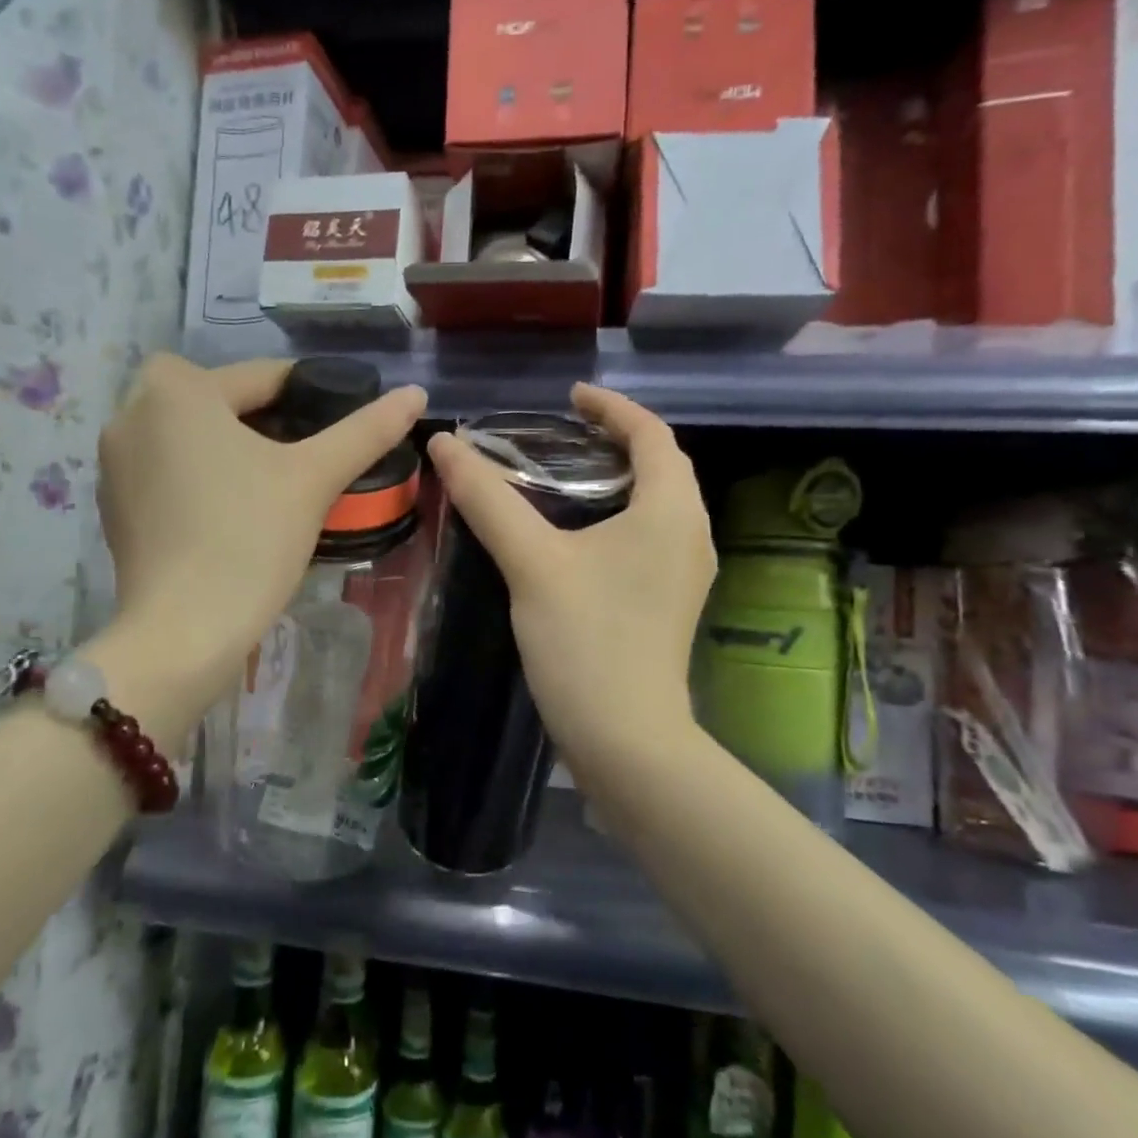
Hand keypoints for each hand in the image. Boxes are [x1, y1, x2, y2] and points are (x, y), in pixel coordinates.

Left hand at [93, 355, 425, 713]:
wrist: (183, 631)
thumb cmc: (249, 539)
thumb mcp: (313, 478)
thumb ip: (366, 430)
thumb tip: (415, 393)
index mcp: (176, 389)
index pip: (260, 376)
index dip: (310, 394)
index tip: (342, 420)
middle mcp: (132, 412)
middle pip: (218, 400)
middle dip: (263, 418)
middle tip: (307, 454)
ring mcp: (114, 462)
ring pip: (189, 435)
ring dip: (227, 445)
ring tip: (273, 481)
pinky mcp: (112, 505)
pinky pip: (166, 469)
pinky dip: (198, 476)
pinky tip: (230, 511)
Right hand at [425, 385, 713, 766]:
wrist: (626, 739)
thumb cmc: (585, 640)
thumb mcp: (531, 562)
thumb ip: (487, 499)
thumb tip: (445, 444)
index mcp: (671, 510)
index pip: (652, 434)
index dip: (612, 407)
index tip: (570, 398)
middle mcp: (692, 534)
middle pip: (662, 465)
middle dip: (617, 439)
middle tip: (563, 433)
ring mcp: (686, 572)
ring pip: (658, 502)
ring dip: (619, 478)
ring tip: (567, 473)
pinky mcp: (671, 601)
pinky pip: (651, 534)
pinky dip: (620, 514)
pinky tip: (579, 532)